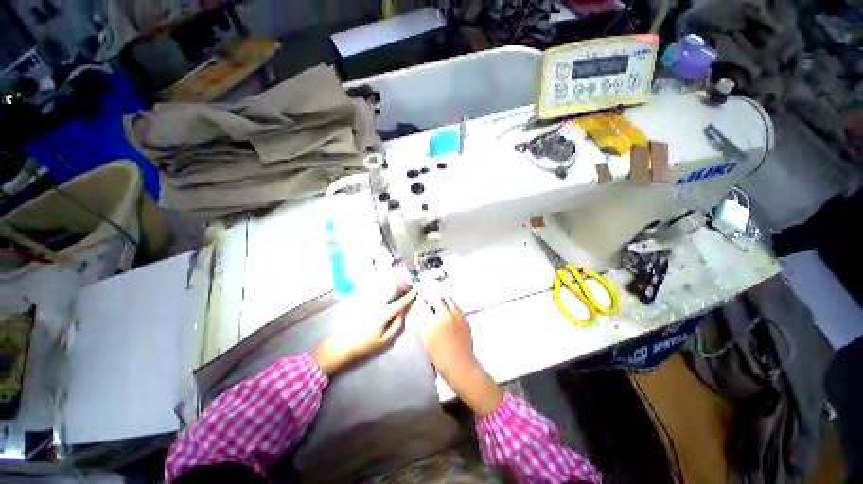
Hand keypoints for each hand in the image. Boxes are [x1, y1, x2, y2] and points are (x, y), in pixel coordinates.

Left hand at [312, 283, 416, 375]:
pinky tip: (386, 285)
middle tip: (408, 284)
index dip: (409, 296)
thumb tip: (401, 313)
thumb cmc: (364, 346)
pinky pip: (374, 289)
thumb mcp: (384, 341)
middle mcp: (376, 304)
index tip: (416, 291)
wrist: (340, 346)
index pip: (399, 303)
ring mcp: (367, 301)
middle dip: (401, 284)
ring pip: (382, 286)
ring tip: (399, 283)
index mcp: (383, 315)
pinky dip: (382, 285)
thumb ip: (396, 326)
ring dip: (392, 282)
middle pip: (390, 289)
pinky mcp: (360, 301)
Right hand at [416, 296, 502, 416]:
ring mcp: (457, 315)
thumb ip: (422, 324)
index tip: (420, 303)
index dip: (421, 303)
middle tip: (429, 302)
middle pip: (437, 297)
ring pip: (448, 299)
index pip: (424, 305)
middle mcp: (446, 314)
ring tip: (439, 305)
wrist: (460, 365)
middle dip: (431, 298)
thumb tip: (421, 312)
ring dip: (442, 300)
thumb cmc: (440, 357)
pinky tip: (448, 312)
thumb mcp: (425, 340)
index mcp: (433, 321)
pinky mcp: (464, 317)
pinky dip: (450, 305)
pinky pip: (456, 306)